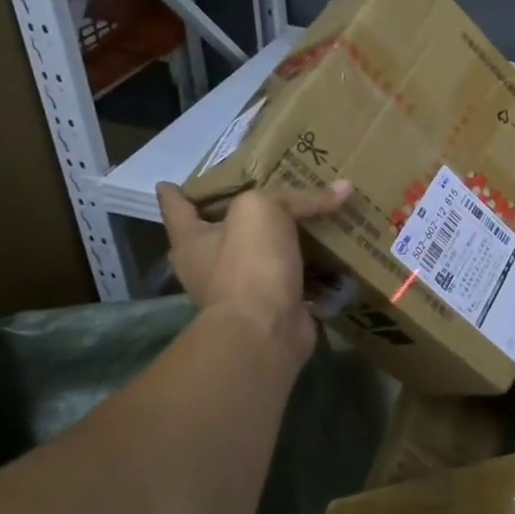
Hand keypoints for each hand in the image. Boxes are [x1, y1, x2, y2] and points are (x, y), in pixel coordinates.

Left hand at [155, 179, 352, 372]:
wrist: (266, 330)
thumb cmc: (248, 263)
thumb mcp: (264, 210)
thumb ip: (298, 197)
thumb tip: (345, 187)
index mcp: (192, 241)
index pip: (177, 209)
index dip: (174, 193)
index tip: (169, 182)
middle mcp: (209, 267)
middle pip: (218, 232)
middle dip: (232, 216)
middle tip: (258, 193)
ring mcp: (240, 290)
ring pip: (258, 255)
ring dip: (277, 241)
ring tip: (305, 218)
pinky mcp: (271, 307)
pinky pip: (291, 278)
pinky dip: (309, 266)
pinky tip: (330, 251)